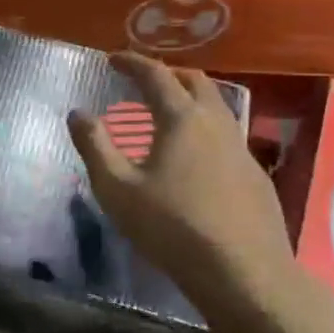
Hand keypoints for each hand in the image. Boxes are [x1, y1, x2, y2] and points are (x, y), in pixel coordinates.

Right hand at [68, 54, 299, 332]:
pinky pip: (228, 136)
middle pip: (195, 82)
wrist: (244, 273)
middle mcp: (216, 123)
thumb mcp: (118, 190)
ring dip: (192, 98)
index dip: (132, 62)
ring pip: (217, 108)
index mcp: (181, 119)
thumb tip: (77, 113)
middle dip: (168, 73)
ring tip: (170, 112)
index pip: (155, 75)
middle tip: (145, 80)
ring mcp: (242, 149)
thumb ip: (95, 146)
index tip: (113, 58)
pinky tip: (198, 157)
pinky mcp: (256, 175)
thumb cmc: (172, 228)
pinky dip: (207, 129)